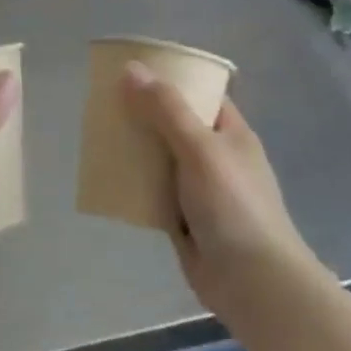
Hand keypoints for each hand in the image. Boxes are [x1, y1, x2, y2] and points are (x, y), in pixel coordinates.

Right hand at [122, 62, 325, 330]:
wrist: (252, 281)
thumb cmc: (233, 205)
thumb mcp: (199, 148)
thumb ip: (165, 109)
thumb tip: (131, 69)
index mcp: (230, 133)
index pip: (200, 94)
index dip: (171, 79)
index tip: (133, 70)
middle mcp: (215, 157)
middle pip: (174, 125)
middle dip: (143, 115)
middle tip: (104, 102)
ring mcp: (199, 190)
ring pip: (160, 160)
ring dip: (134, 151)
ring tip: (98, 135)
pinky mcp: (183, 219)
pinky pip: (152, 193)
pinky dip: (133, 185)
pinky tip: (106, 177)